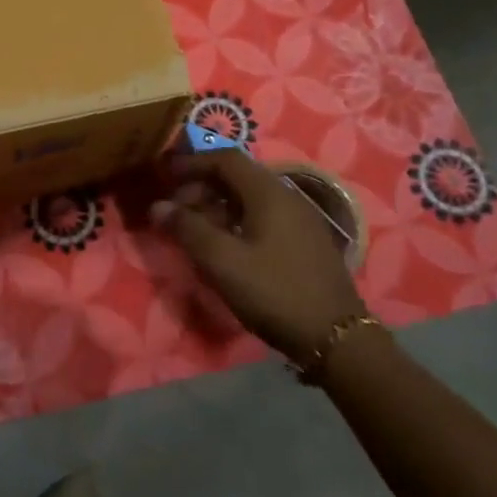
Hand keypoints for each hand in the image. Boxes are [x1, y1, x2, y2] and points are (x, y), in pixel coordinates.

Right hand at [153, 151, 365, 363]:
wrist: (337, 338)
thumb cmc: (274, 292)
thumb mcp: (223, 262)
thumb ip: (188, 229)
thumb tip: (158, 206)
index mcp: (268, 192)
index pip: (225, 158)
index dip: (191, 163)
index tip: (164, 176)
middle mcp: (287, 196)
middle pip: (238, 176)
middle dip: (202, 186)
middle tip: (175, 210)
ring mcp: (300, 219)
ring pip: (250, 198)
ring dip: (218, 206)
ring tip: (195, 230)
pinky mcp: (306, 242)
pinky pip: (264, 216)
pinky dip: (237, 220)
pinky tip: (226, 247)